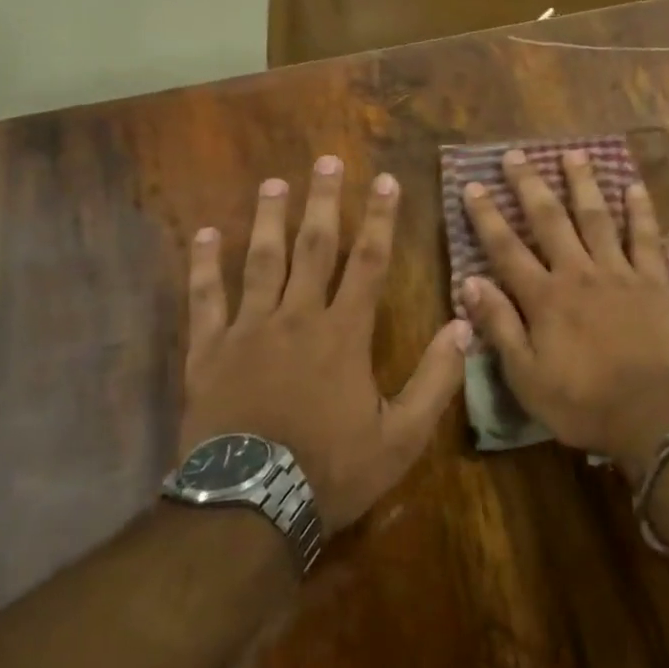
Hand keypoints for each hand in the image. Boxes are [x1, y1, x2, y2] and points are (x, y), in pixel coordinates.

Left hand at [182, 156, 469, 533]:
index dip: (381, 219)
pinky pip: (205, 298)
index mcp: (344, 334)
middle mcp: (297, 317)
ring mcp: (248, 330)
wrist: (250, 506)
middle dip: (324, 202)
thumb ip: (436, 379)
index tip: (385, 180)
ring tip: (274, 183)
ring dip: (269, 219)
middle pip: (314, 248)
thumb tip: (464, 326)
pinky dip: (204, 265)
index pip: (370, 262)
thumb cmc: (332, 469)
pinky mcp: (209, 351)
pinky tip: (205, 234)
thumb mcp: (402, 436)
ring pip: (260, 261)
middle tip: (326, 161)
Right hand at [461, 149, 668, 481]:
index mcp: (545, 298)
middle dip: (529, 186)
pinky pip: (646, 238)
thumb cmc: (584, 403)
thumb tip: (470, 282)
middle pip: (550, 220)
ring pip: (597, 218)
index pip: (506, 249)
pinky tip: (634, 186)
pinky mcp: (655, 282)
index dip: (487, 216)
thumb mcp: (526, 377)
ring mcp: (620, 273)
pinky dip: (640, 211)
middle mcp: (578, 273)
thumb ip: (500, 327)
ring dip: (582, 184)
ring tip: (572, 153)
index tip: (473, 185)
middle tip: (515, 155)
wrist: (655, 416)